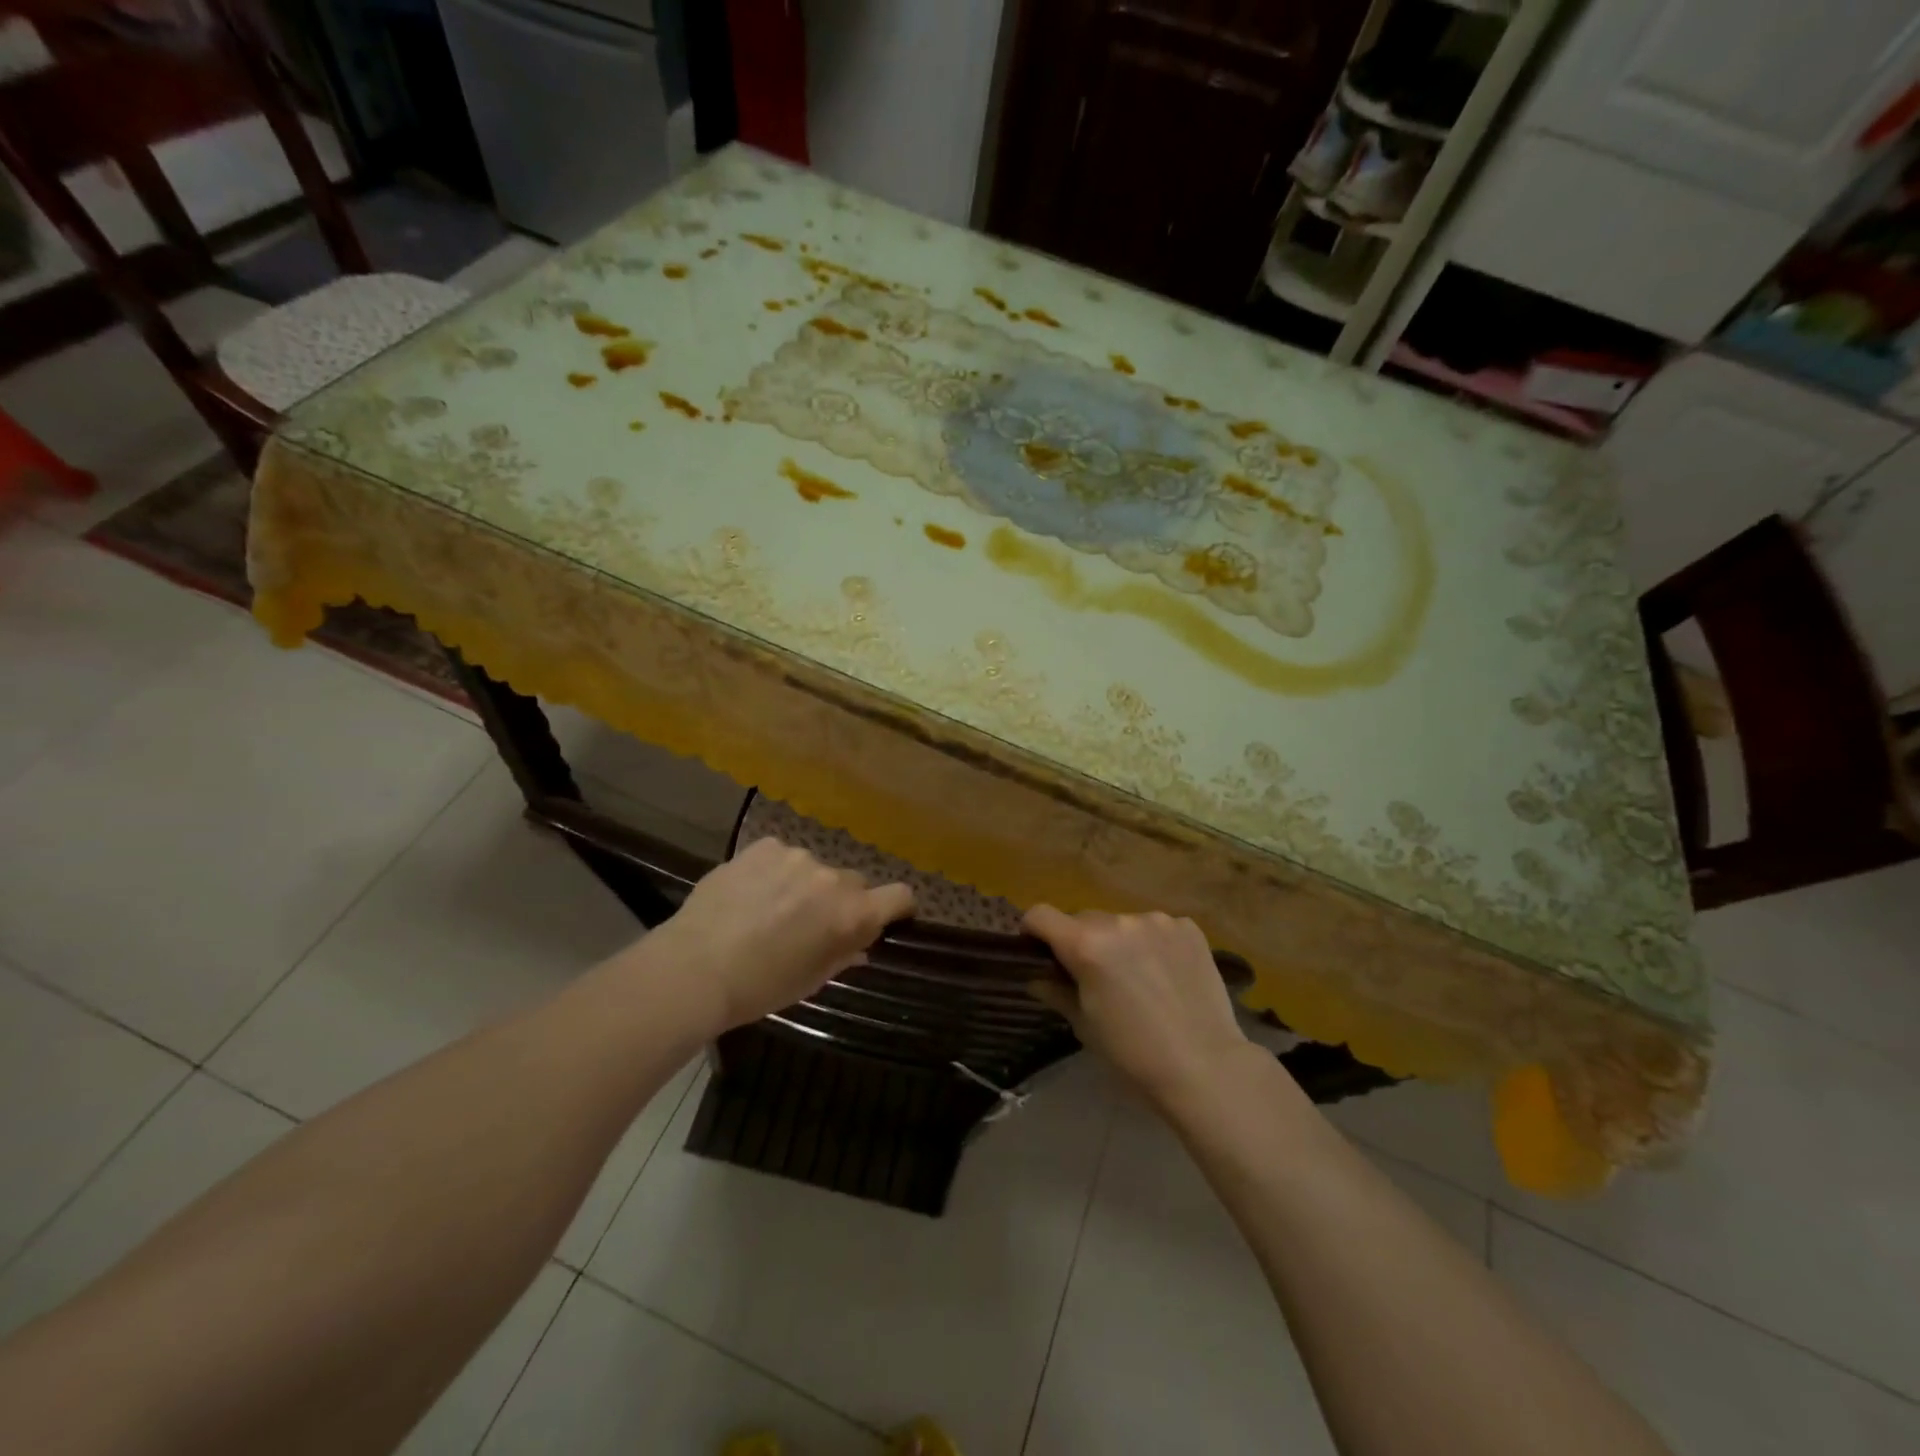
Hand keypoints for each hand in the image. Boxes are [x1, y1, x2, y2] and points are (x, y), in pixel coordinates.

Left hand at [642, 837, 913, 1036]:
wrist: (695, 967)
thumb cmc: (760, 987)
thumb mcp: (810, 980)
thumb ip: (843, 955)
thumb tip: (860, 944)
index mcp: (851, 914)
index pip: (900, 895)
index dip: (897, 907)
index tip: (884, 918)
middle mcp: (832, 878)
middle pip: (854, 883)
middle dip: (840, 901)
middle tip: (810, 924)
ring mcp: (796, 857)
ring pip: (814, 869)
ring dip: (804, 885)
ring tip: (769, 909)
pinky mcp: (764, 846)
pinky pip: (781, 856)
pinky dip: (774, 872)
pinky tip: (749, 894)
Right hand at [1024, 905, 1251, 1109]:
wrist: (1206, 1067)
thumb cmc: (1133, 1055)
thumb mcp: (1085, 1026)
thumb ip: (1057, 992)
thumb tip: (1037, 977)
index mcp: (1086, 945)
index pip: (1041, 915)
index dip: (1034, 931)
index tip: (1040, 951)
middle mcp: (1119, 922)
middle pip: (1084, 919)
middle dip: (1081, 941)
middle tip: (1095, 977)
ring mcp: (1157, 921)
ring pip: (1122, 923)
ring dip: (1120, 942)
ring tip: (1139, 978)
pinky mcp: (1188, 928)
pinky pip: (1157, 928)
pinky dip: (1154, 944)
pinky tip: (1168, 975)